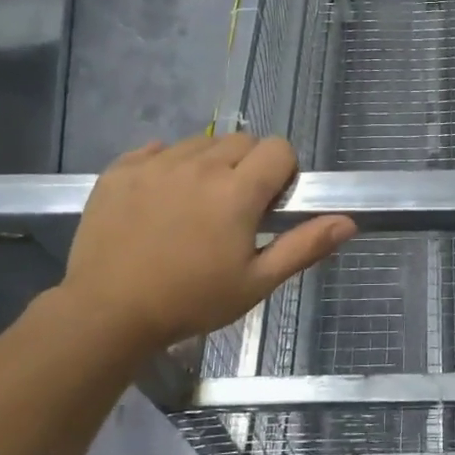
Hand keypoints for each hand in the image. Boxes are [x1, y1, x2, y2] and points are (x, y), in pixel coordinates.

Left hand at [52, 135, 354, 366]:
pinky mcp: (121, 169)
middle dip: (248, 166)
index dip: (283, 172)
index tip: (270, 203)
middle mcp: (200, 164)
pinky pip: (157, 149)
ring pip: (201, 142)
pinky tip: (160, 199)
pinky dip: (166, 165)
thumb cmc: (190, 301)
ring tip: (195, 204)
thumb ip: (304, 246)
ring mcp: (157, 163)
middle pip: (242, 141)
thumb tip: (348, 221)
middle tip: (234, 209)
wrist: (106, 314)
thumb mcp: (255, 283)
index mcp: (237, 190)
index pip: (278, 148)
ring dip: (209, 163)